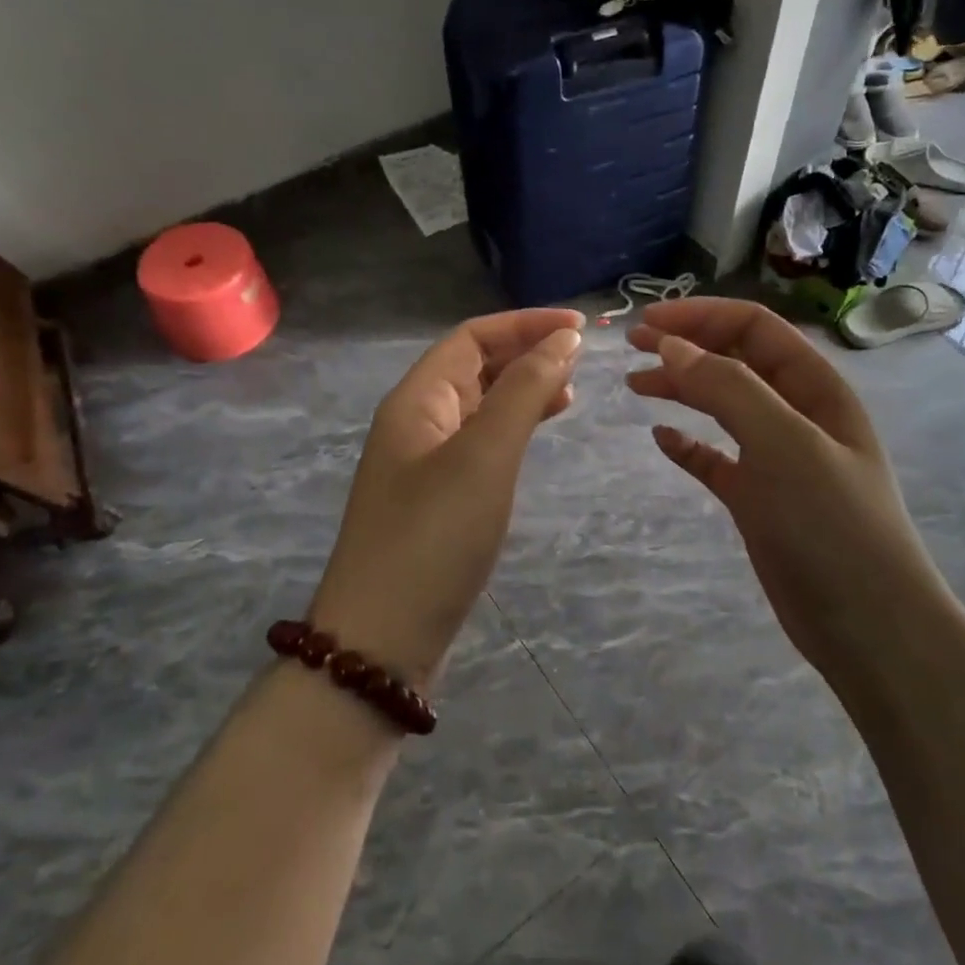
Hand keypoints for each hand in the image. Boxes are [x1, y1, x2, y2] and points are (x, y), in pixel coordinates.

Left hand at [310, 309, 584, 683]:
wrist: (382, 640)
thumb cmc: (434, 538)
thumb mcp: (485, 456)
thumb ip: (525, 392)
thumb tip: (564, 339)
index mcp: (416, 399)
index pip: (472, 337)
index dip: (525, 324)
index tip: (581, 328)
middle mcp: (416, 421)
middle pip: (474, 366)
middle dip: (526, 352)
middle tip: (582, 359)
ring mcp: (424, 462)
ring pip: (479, 404)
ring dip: (522, 389)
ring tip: (571, 392)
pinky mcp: (438, 498)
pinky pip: (480, 442)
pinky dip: (513, 428)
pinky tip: (538, 434)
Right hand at [626, 298, 948, 684]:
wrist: (867, 625)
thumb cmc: (830, 524)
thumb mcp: (783, 444)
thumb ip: (728, 388)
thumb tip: (673, 346)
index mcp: (815, 388)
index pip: (755, 328)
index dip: (700, 317)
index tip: (646, 324)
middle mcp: (798, 414)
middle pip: (736, 361)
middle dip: (687, 346)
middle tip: (632, 348)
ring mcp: (778, 459)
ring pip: (723, 406)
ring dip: (682, 389)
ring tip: (636, 385)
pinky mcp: (760, 500)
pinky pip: (717, 459)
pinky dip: (689, 445)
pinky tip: (662, 440)